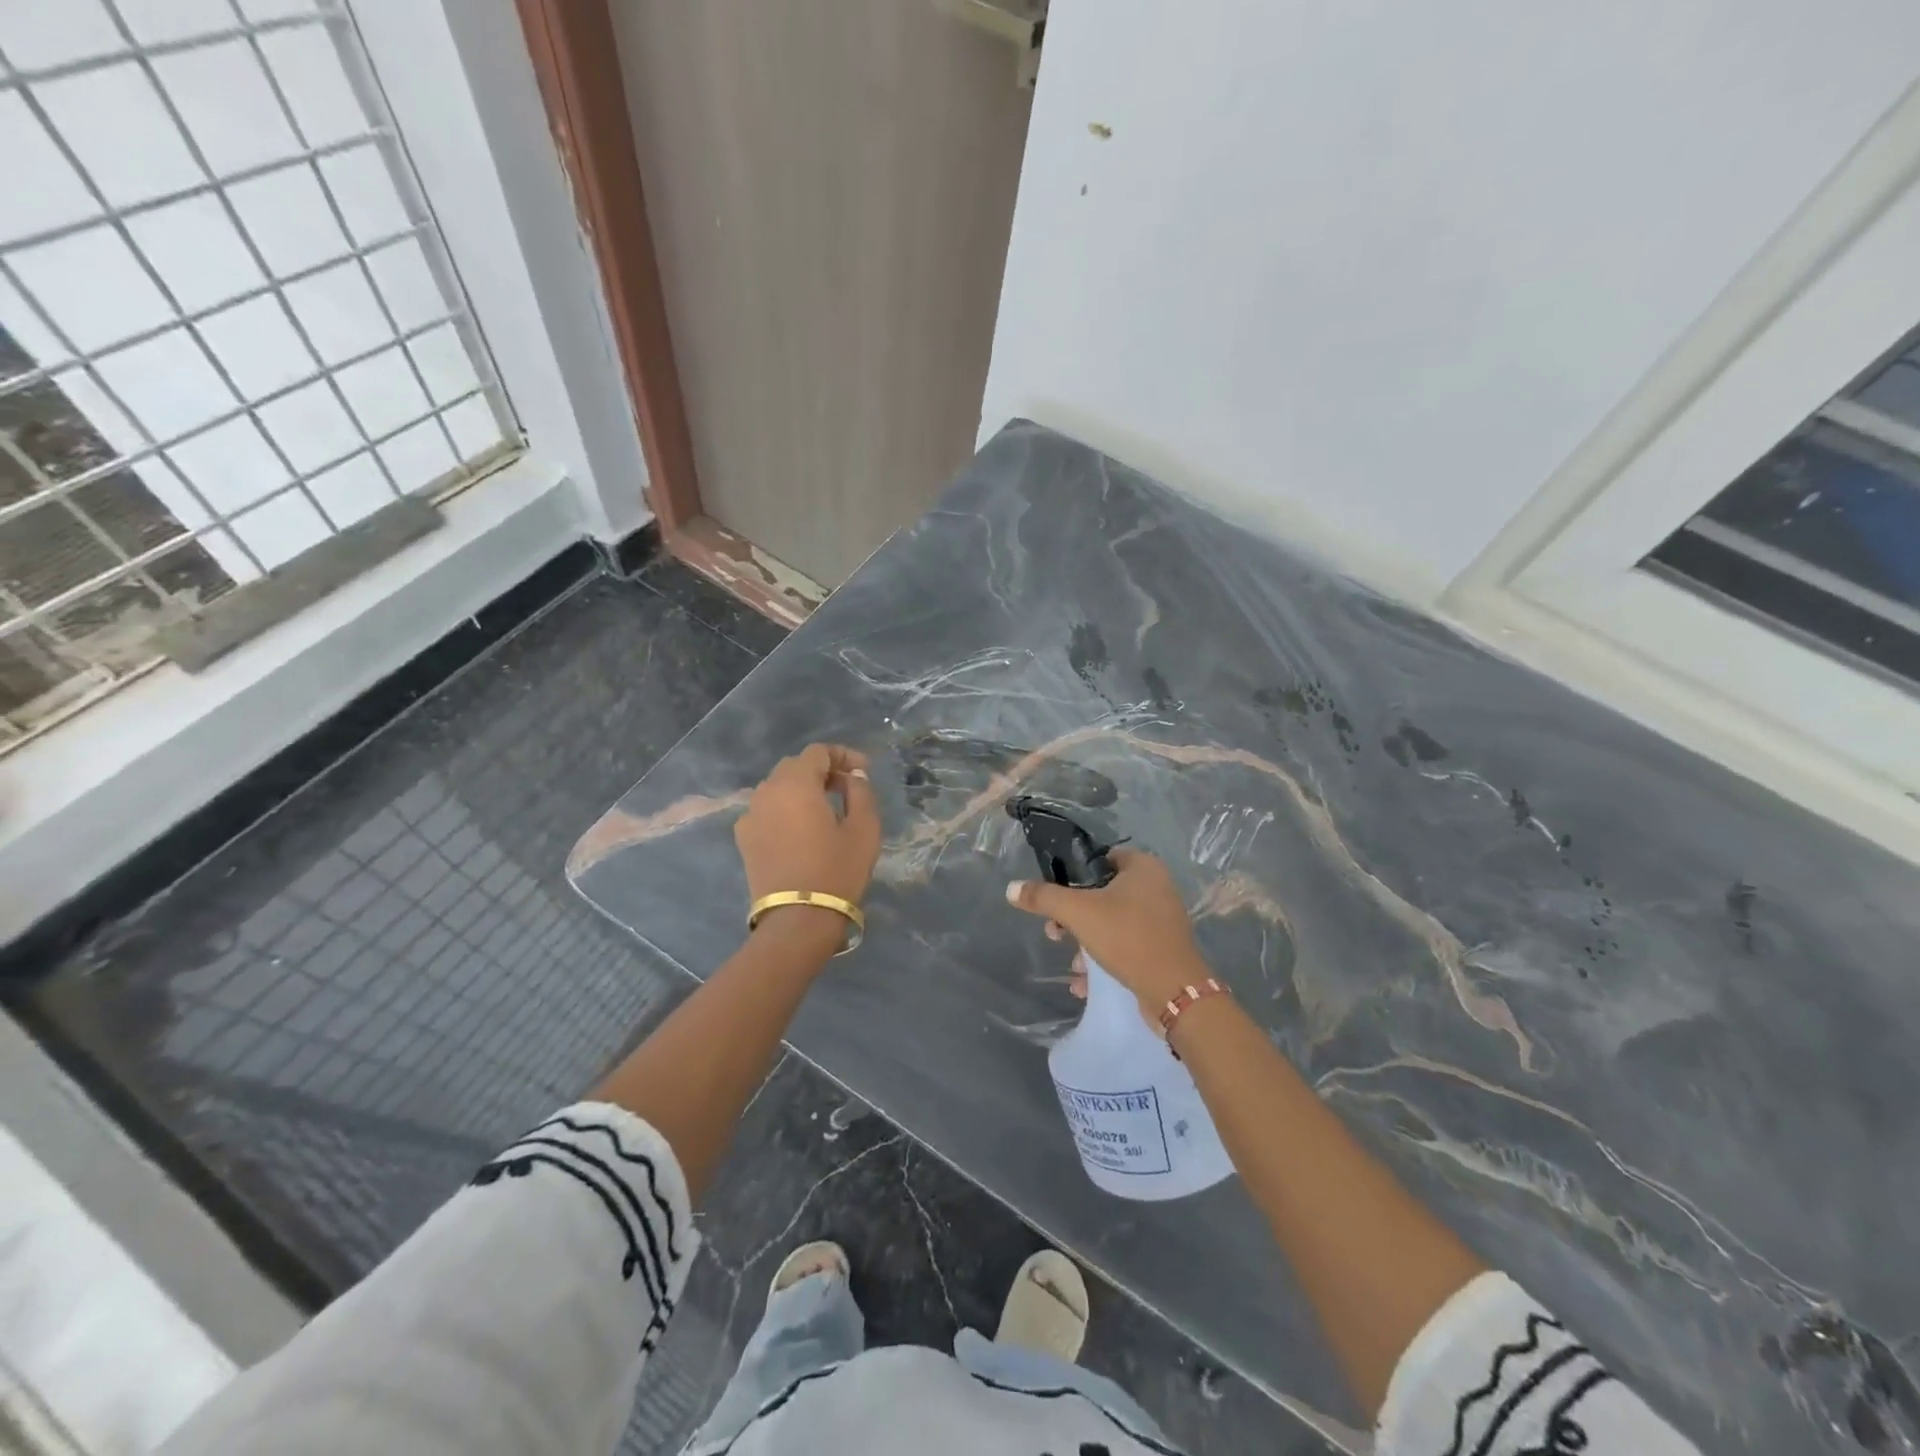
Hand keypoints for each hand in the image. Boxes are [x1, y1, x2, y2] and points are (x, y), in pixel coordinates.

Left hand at [736, 744, 881, 944]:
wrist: (797, 920)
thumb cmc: (836, 870)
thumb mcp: (864, 828)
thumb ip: (861, 792)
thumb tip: (854, 776)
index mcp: (796, 784)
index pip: (817, 752)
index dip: (843, 755)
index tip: (864, 772)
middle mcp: (767, 792)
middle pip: (795, 766)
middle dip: (822, 770)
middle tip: (848, 788)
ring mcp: (750, 815)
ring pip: (778, 787)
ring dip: (803, 789)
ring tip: (827, 808)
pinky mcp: (745, 839)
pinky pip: (767, 809)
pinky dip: (786, 808)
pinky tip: (802, 829)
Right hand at [1005, 849, 1206, 1012]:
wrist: (1173, 991)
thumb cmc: (1127, 937)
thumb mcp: (1078, 912)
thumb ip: (1044, 898)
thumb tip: (1011, 888)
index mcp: (1143, 867)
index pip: (1100, 859)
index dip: (1074, 875)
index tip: (1055, 897)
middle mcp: (1157, 887)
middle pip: (1102, 894)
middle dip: (1075, 916)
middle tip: (1056, 933)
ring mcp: (1162, 920)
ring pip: (1112, 923)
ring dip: (1087, 942)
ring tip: (1073, 963)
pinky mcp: (1162, 949)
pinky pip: (1126, 946)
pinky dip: (1105, 959)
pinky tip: (1085, 982)